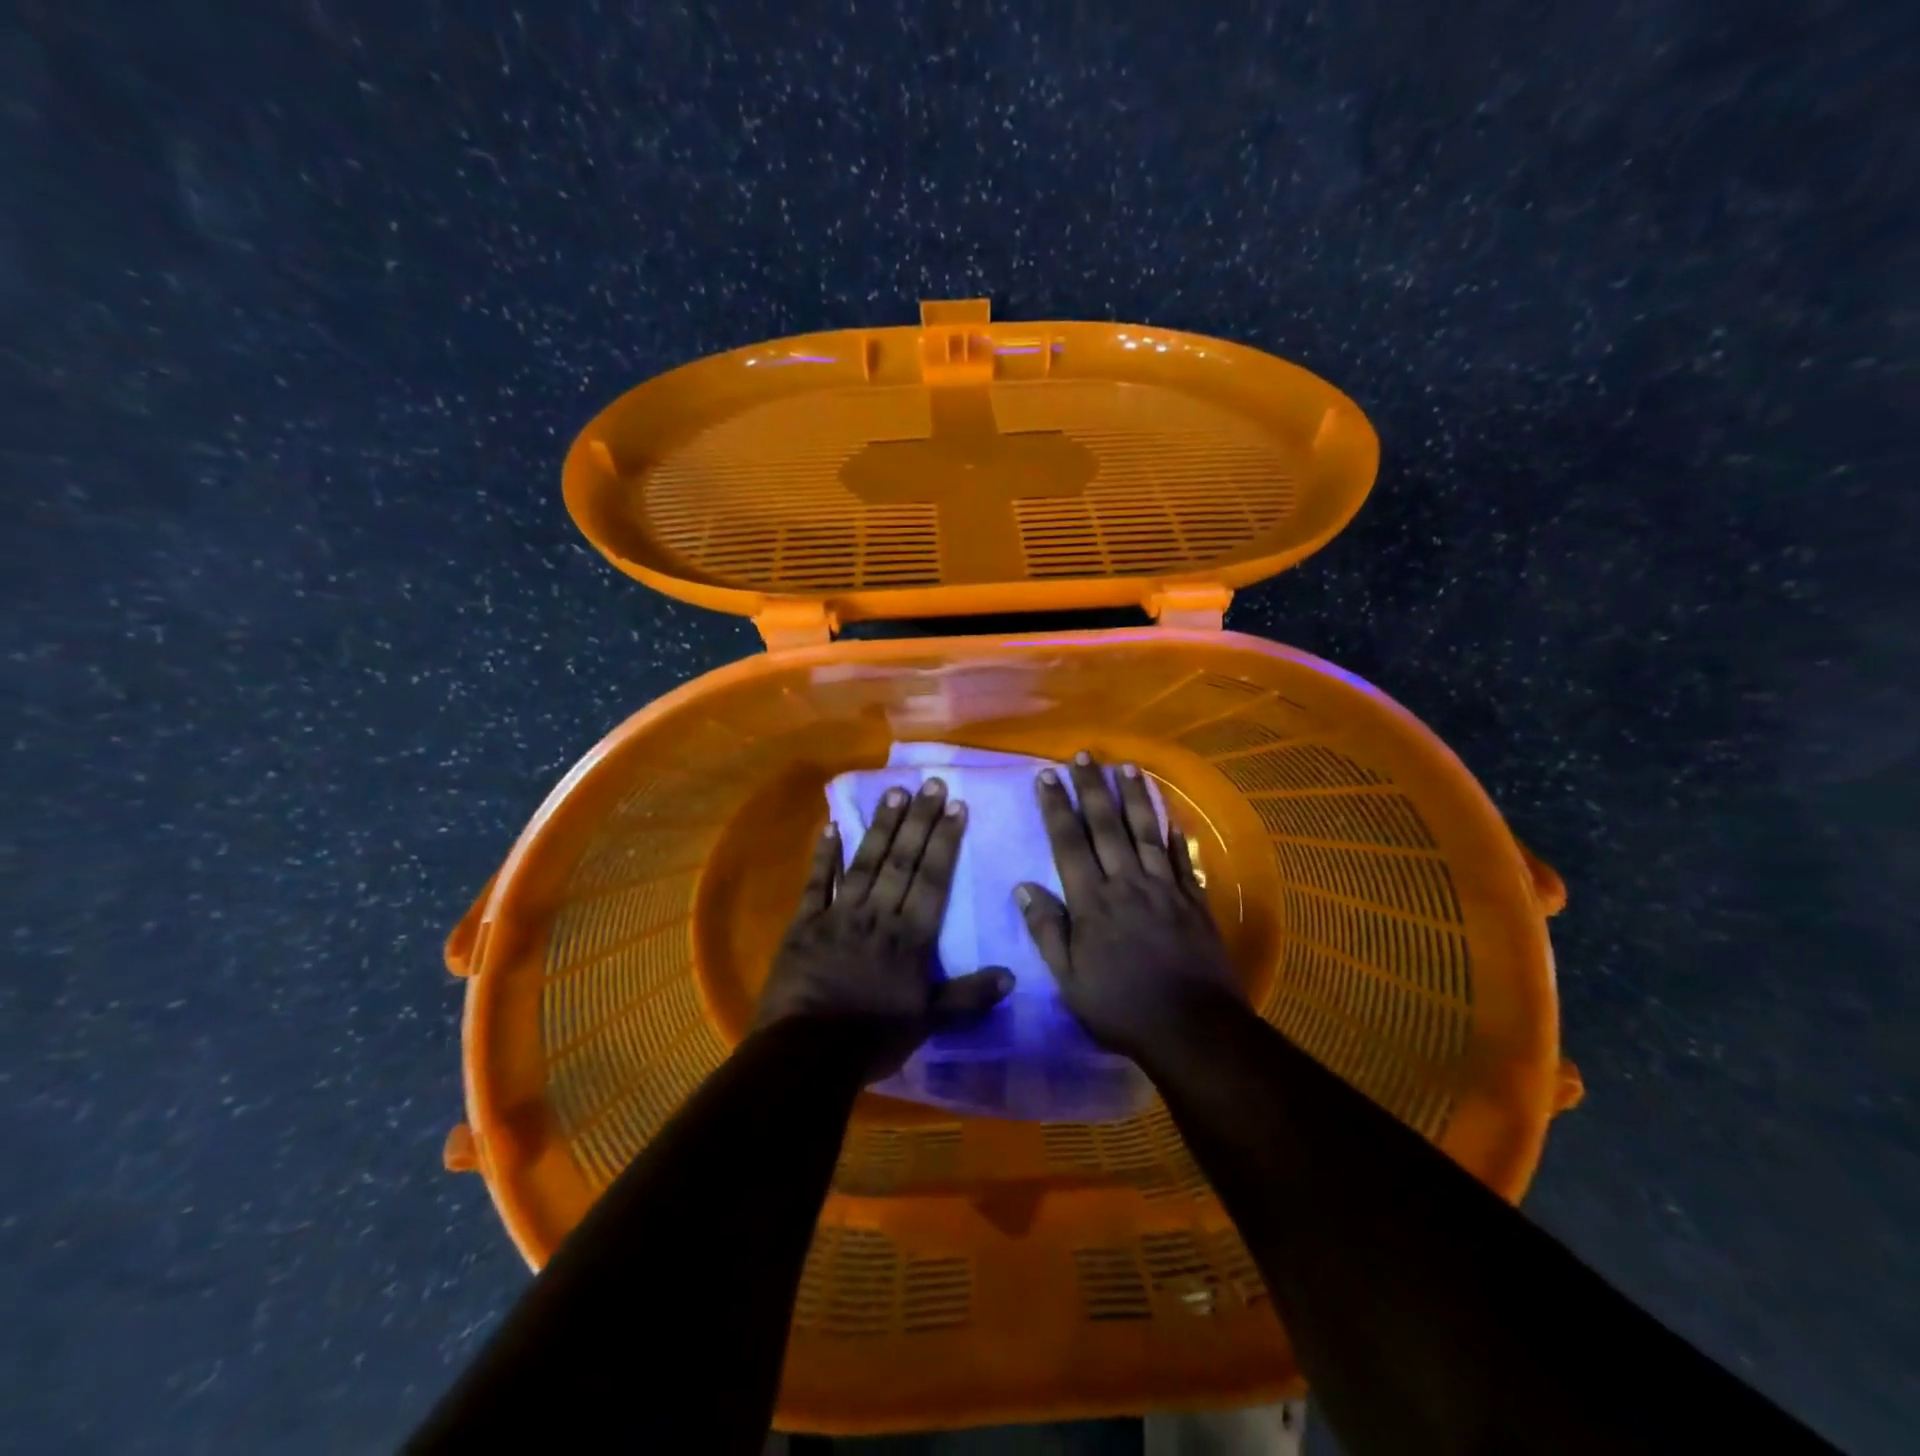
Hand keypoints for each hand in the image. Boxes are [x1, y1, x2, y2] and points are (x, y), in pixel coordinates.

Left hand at [757, 776, 1013, 1077]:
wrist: (807, 1052)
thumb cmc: (872, 1037)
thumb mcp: (928, 1021)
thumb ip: (968, 997)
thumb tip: (1012, 976)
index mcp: (910, 936)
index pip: (933, 879)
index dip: (945, 841)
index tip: (956, 806)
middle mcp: (878, 914)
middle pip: (902, 860)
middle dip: (919, 821)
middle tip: (930, 783)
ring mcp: (838, 914)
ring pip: (865, 862)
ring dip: (881, 826)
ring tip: (895, 792)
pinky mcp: (805, 923)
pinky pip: (815, 882)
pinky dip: (823, 855)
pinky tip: (831, 826)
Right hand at [1016, 752, 1241, 1056]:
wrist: (1192, 1028)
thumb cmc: (1121, 1007)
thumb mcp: (1069, 979)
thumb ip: (1048, 930)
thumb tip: (1024, 886)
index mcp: (1093, 902)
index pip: (1069, 843)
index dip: (1056, 807)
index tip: (1046, 775)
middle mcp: (1128, 884)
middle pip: (1107, 826)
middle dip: (1092, 788)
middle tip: (1084, 755)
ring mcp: (1165, 889)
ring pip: (1147, 832)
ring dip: (1135, 797)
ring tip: (1127, 766)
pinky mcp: (1194, 901)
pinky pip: (1182, 859)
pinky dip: (1176, 834)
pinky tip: (1171, 815)